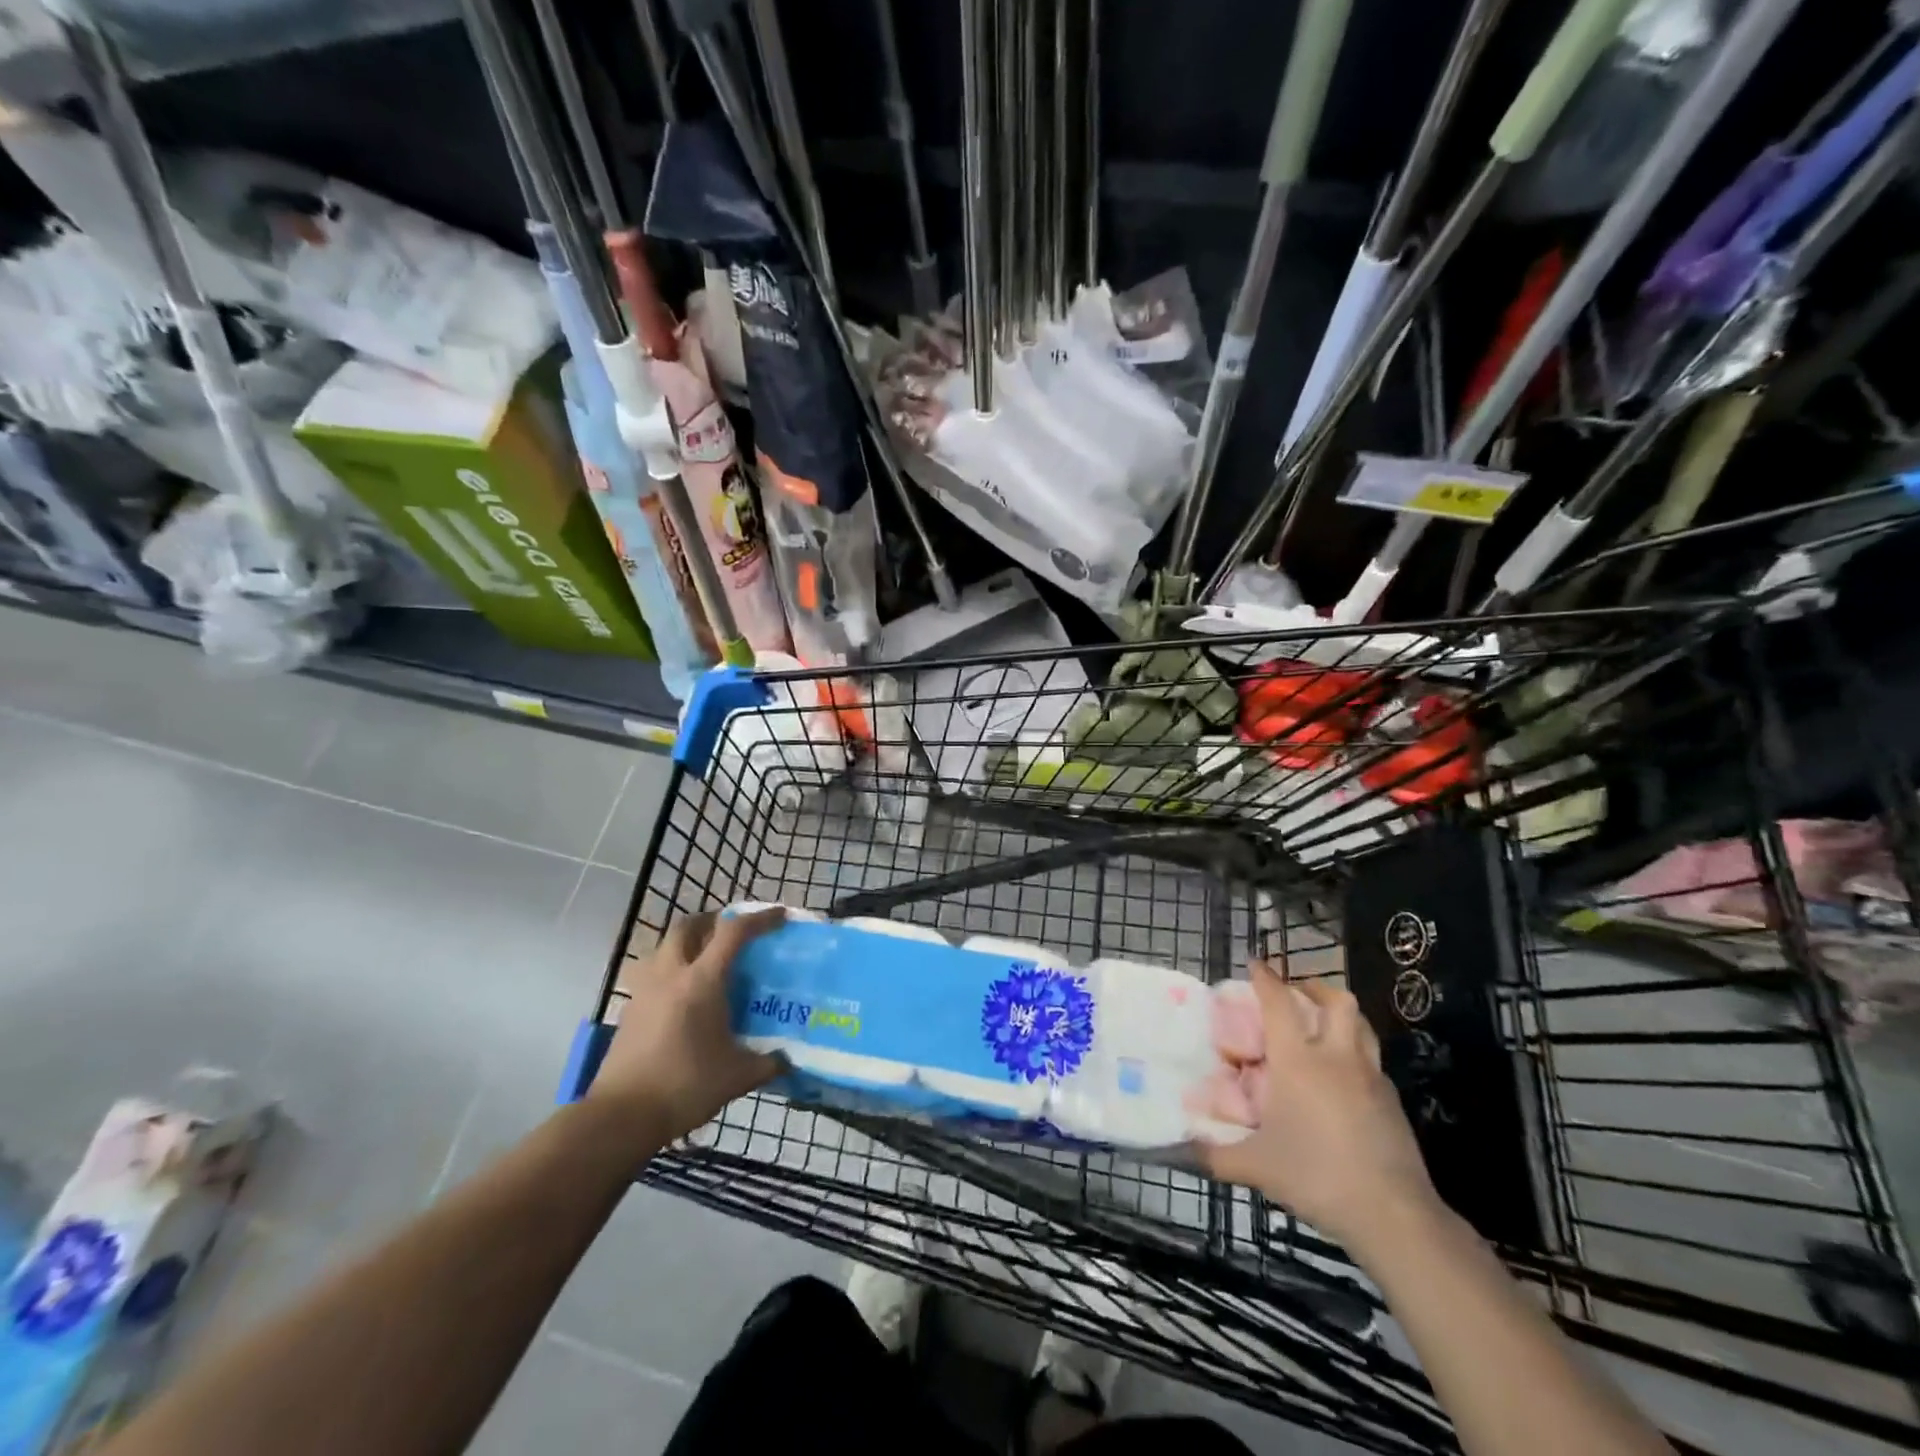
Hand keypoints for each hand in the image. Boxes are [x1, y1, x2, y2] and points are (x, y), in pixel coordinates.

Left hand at [589, 908, 783, 1143]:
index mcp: (702, 981)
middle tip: (733, 932)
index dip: (760, 919)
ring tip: (705, 960)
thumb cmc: (685, 1086)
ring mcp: (645, 990)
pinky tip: (682, 997)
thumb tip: (787, 1060)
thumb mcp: (738, 1076)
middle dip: (713, 920)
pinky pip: (652, 973)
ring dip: (687, 943)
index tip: (780, 915)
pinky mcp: (629, 1010)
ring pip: (664, 947)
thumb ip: (767, 1063)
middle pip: (688, 926)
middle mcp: (671, 974)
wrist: (621, 1116)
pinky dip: (671, 970)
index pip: (733, 933)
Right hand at [1196, 964, 1441, 1254]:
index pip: (1279, 1003)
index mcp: (1299, 1061)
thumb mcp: (1256, 1167)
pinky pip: (1372, 1061)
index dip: (1266, 979)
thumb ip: (1213, 1155)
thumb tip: (1175, 1152)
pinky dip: (1355, 1054)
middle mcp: (1337, 1058)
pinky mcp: (1393, 1103)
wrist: (1393, 1216)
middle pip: (1336, 1001)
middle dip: (1315, 986)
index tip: (1255, 964)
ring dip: (1341, 1015)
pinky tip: (1343, 1078)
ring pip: (1361, 1026)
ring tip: (1322, 1024)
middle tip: (1296, 991)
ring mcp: (1371, 1078)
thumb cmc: (1317, 1176)